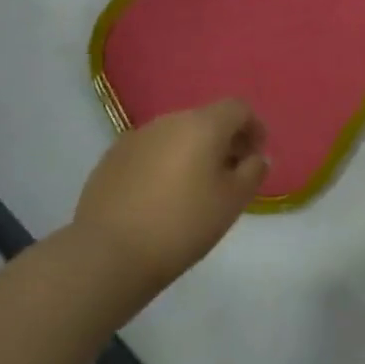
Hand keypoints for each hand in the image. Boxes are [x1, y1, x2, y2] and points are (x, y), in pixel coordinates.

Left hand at [72, 100, 268, 298]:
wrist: (108, 255)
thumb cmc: (182, 225)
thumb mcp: (233, 202)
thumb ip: (253, 172)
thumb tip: (255, 157)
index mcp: (202, 125)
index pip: (238, 108)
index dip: (253, 128)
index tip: (256, 156)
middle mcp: (168, 121)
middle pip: (205, 120)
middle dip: (223, 142)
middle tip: (229, 176)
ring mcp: (135, 138)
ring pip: (175, 136)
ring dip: (192, 153)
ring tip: (194, 190)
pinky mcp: (110, 159)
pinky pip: (149, 152)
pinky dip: (163, 164)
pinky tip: (159, 198)